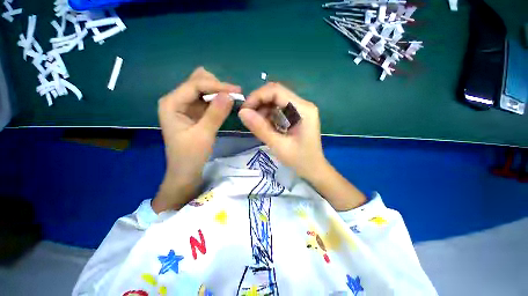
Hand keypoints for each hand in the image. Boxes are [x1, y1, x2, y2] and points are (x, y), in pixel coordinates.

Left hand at [153, 67, 240, 211]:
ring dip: (219, 92)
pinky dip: (218, 101)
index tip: (237, 91)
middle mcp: (176, 100)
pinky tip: (227, 105)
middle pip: (197, 82)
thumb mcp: (204, 135)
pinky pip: (207, 100)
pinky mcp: (194, 113)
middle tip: (234, 95)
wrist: (186, 172)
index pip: (195, 85)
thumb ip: (216, 114)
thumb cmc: (190, 156)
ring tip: (234, 99)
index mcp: (171, 103)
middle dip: (217, 86)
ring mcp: (185, 106)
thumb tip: (230, 95)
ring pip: (203, 90)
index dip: (217, 85)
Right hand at [238, 82, 326, 180]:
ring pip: (275, 100)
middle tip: (247, 116)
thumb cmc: (300, 160)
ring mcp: (299, 110)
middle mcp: (302, 105)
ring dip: (262, 109)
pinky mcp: (295, 116)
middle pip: (276, 93)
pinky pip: (278, 109)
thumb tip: (242, 112)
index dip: (258, 96)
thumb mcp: (279, 146)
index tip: (245, 110)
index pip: (277, 91)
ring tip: (255, 124)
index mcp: (303, 109)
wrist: (313, 169)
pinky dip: (267, 115)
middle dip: (258, 102)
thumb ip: (261, 129)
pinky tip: (264, 125)